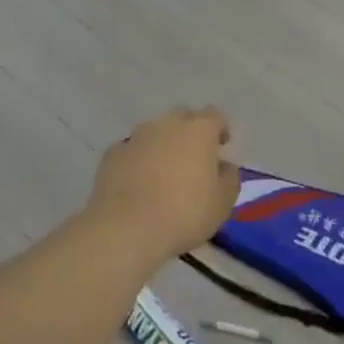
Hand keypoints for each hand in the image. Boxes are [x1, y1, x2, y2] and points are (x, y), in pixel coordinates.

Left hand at [88, 107, 238, 265]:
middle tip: (193, 160)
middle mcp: (168, 123)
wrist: (126, 227)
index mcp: (199, 130)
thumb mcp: (222, 204)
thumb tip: (224, 166)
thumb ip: (229, 178)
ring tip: (163, 174)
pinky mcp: (114, 152)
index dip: (219, 129)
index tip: (221, 147)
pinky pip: (132, 150)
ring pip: (156, 131)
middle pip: (184, 118)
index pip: (215, 116)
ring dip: (162, 145)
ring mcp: (138, 135)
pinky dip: (138, 161)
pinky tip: (138, 184)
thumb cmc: (183, 213)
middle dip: (190, 133)